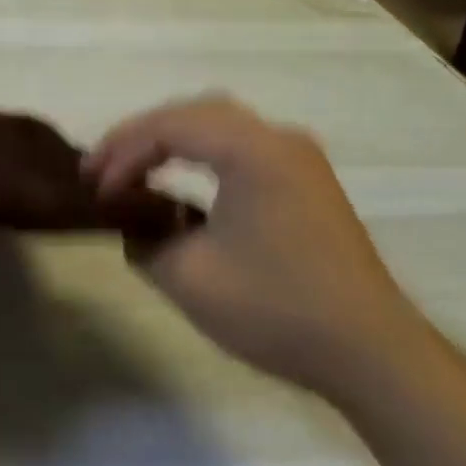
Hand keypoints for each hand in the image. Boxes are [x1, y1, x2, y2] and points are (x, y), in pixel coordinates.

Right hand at [85, 96, 429, 396]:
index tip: (93, 188)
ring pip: (219, 125)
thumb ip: (144, 240)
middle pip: (194, 113)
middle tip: (102, 169)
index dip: (122, 152)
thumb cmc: (277, 309)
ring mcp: (299, 157)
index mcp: (252, 149)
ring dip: (171, 141)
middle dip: (141, 137)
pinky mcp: (308, 180)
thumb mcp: (189, 277)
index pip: (169, 126)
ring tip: (133, 171)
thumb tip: (132, 225)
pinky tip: (182, 185)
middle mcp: (278, 138)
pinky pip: (242, 147)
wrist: (372, 352)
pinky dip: (202, 154)